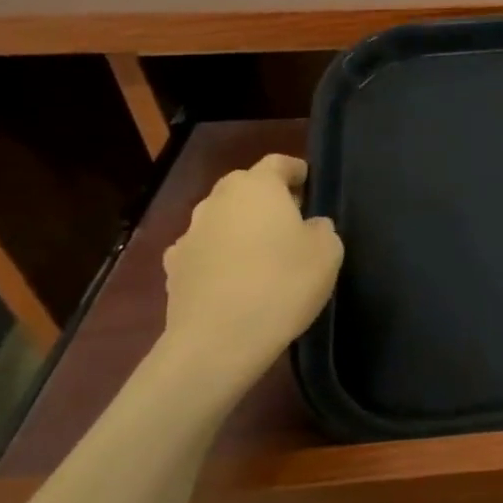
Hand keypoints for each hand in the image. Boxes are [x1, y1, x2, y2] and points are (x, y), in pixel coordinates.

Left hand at [158, 154, 343, 396]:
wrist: (219, 339)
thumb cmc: (283, 284)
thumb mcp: (329, 253)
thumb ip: (322, 228)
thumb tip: (310, 225)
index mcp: (257, 187)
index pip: (279, 163)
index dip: (298, 172)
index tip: (312, 187)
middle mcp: (218, 200)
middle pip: (246, 188)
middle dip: (268, 199)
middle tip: (294, 223)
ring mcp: (190, 233)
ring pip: (223, 219)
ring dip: (242, 228)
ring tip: (265, 256)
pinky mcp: (173, 267)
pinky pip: (205, 250)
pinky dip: (220, 257)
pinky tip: (235, 281)